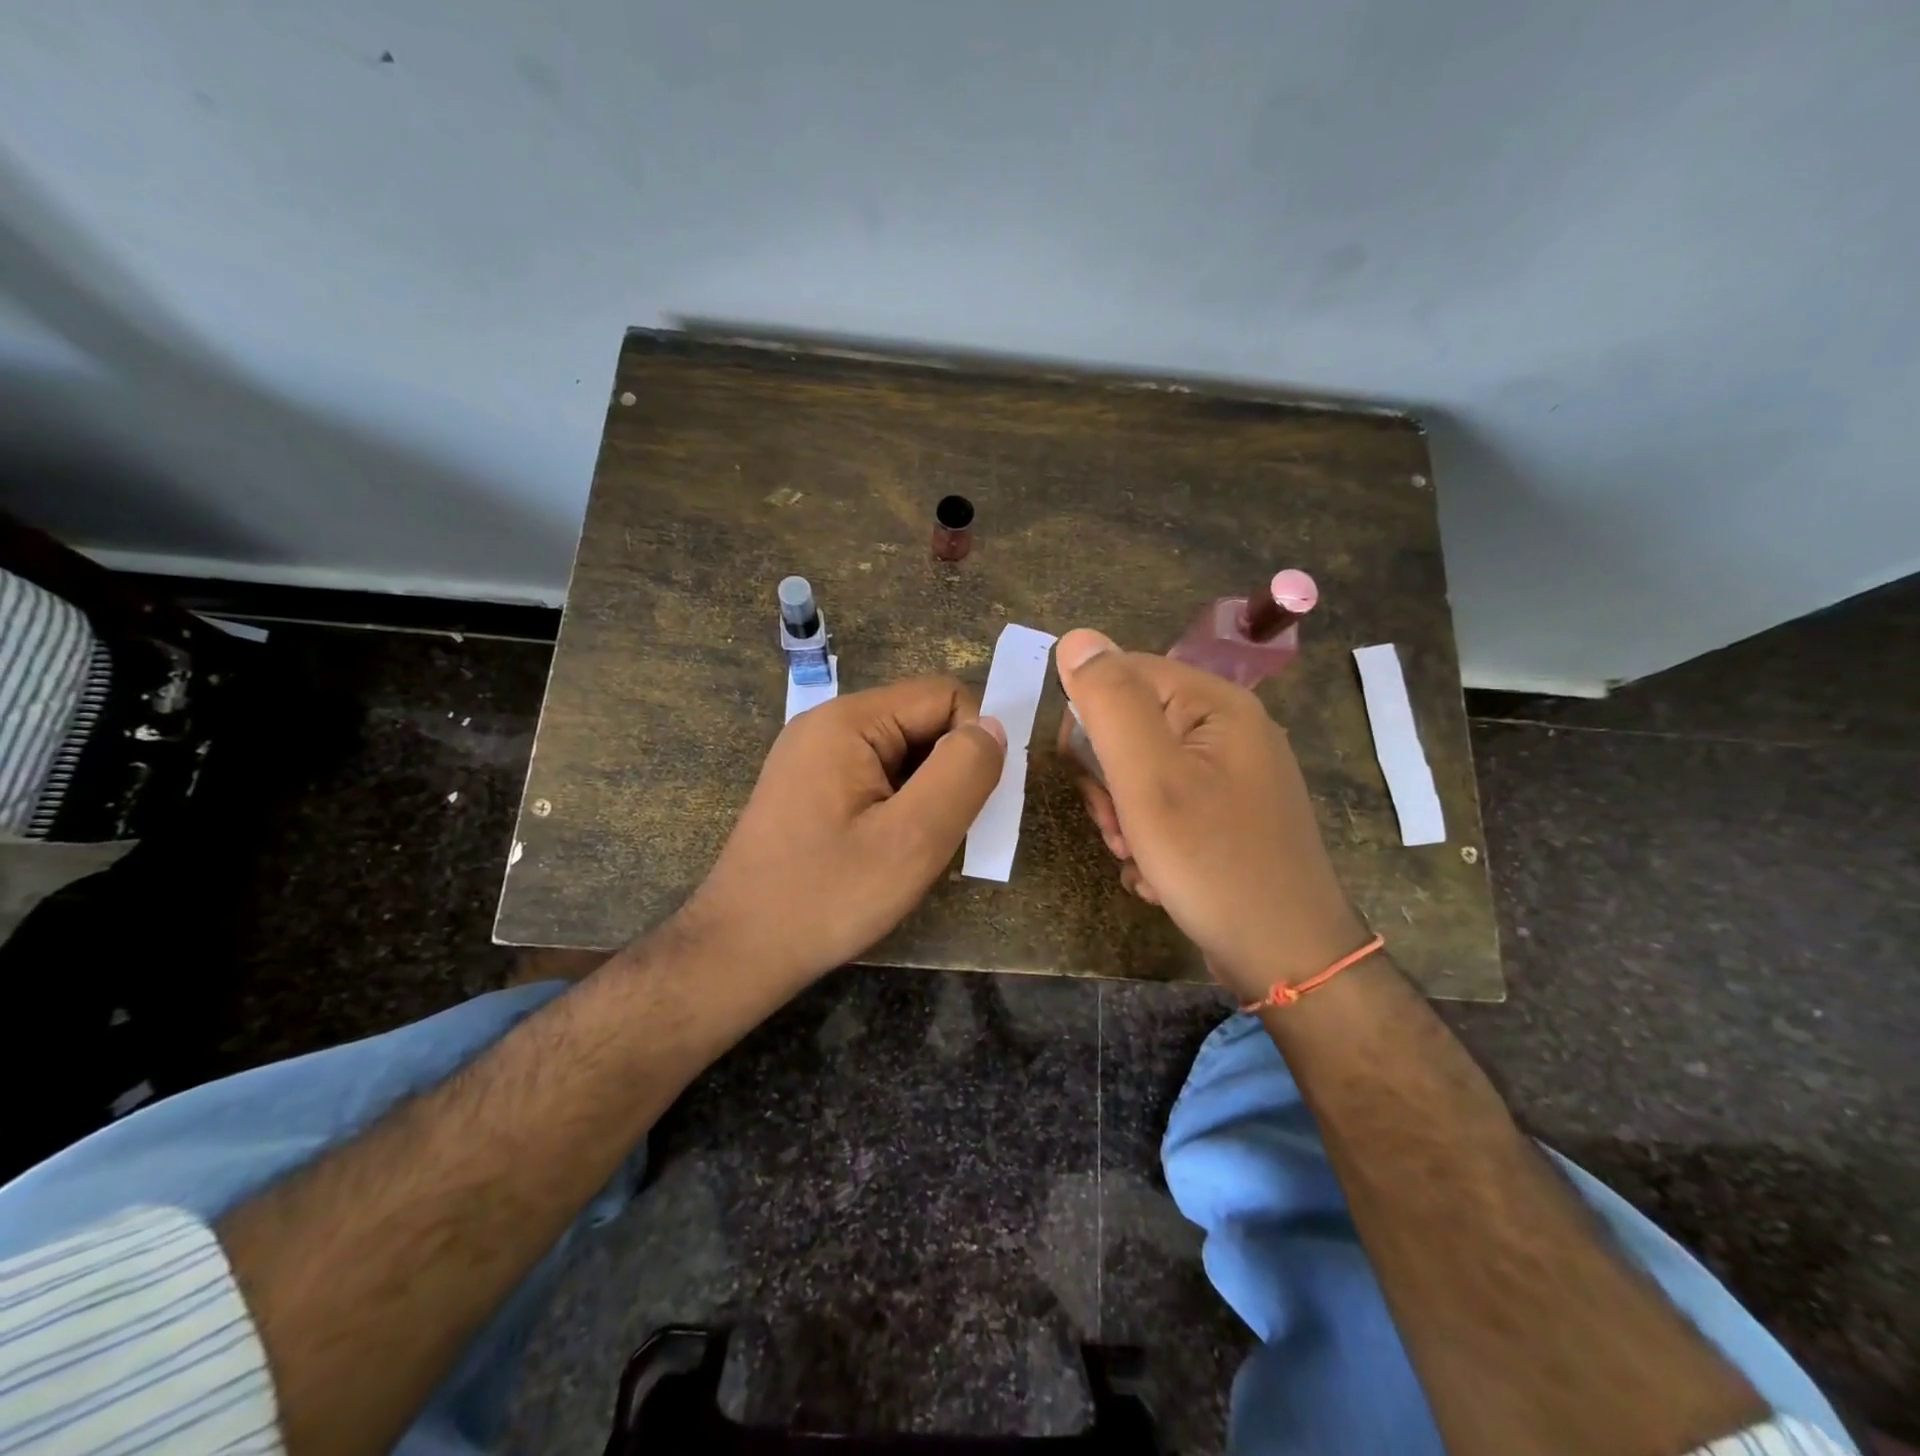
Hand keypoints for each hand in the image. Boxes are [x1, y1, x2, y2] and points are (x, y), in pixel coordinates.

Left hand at [679, 677, 1005, 984]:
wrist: (739, 950)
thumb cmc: (828, 896)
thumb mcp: (913, 838)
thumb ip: (963, 773)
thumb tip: (993, 727)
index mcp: (849, 721)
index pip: (944, 696)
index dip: (974, 742)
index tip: (973, 803)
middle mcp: (827, 724)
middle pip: (922, 722)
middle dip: (949, 771)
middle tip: (943, 835)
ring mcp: (813, 756)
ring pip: (903, 753)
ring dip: (926, 794)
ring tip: (915, 849)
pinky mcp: (809, 786)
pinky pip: (876, 777)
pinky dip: (899, 806)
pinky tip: (888, 850)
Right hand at [1054, 629, 1367, 1000]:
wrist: (1286, 957)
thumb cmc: (1214, 862)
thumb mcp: (1149, 779)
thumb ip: (1111, 703)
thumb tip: (1076, 639)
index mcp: (1216, 705)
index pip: (1123, 675)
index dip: (1089, 722)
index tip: (1087, 776)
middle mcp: (1229, 730)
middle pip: (1132, 728)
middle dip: (1108, 782)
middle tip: (1120, 828)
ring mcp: (1232, 776)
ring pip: (1142, 774)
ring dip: (1124, 817)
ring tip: (1137, 857)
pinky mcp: (1228, 815)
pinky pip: (1167, 807)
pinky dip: (1150, 839)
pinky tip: (1157, 875)